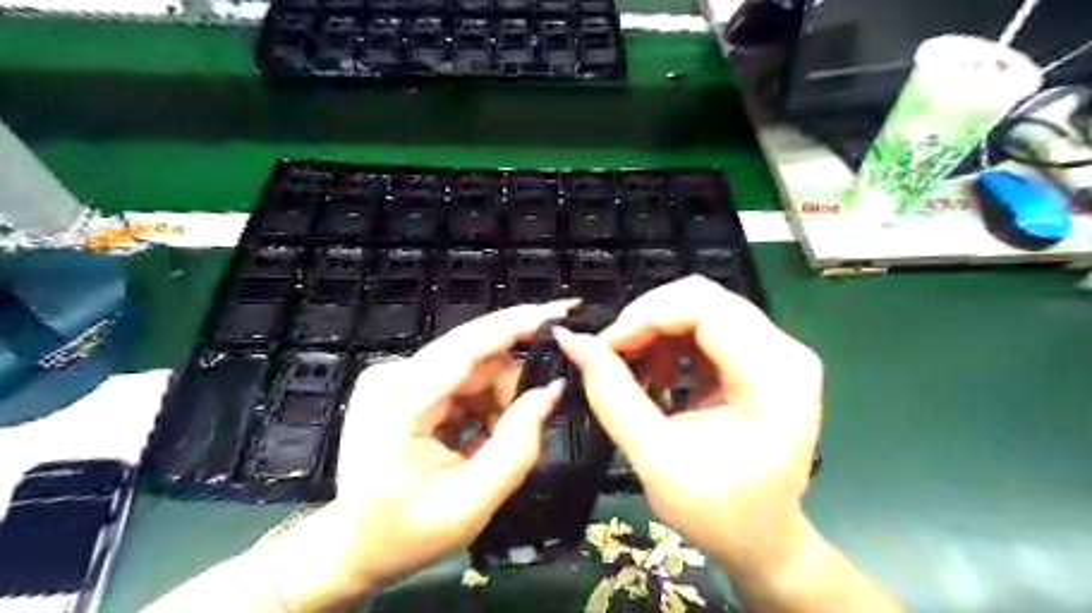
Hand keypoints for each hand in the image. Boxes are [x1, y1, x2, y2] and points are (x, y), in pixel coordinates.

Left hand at [250, 303, 574, 611]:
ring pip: (475, 368)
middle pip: (477, 357)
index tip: (564, 311)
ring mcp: (397, 377)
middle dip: (512, 387)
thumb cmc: (403, 535)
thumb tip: (552, 390)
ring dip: (497, 402)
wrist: (351, 548)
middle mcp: (394, 375)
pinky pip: (462, 380)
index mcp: (400, 402)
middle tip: (528, 428)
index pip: (468, 345)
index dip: (519, 323)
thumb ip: (517, 445)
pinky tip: (475, 441)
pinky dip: (482, 406)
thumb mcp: (470, 503)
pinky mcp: (404, 383)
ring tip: (489, 448)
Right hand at [556, 277, 817, 579]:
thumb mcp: (656, 459)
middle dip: (647, 320)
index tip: (606, 347)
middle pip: (703, 299)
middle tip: (612, 355)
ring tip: (633, 372)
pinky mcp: (758, 359)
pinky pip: (704, 328)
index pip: (706, 308)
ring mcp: (773, 352)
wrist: (764, 542)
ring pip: (700, 308)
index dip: (647, 316)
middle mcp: (784, 351)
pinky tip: (657, 376)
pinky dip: (669, 343)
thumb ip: (612, 396)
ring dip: (655, 331)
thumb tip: (572, 342)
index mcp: (775, 375)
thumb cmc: (720, 513)